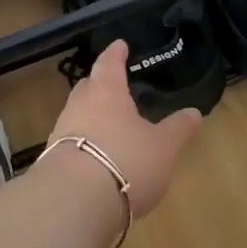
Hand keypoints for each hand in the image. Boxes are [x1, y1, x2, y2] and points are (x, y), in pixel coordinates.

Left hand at [45, 40, 200, 220]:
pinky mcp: (52, 161)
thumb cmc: (126, 161)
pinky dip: (83, 144)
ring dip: (90, 116)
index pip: (109, 63)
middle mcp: (79, 106)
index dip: (116, 53)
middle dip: (99, 83)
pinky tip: (95, 157)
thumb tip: (194, 111)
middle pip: (87, 87)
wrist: (74, 202)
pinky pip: (70, 143)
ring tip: (108, 123)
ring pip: (77, 115)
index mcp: (106, 92)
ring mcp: (61, 134)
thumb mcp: (163, 147)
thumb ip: (178, 128)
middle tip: (111, 83)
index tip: (119, 45)